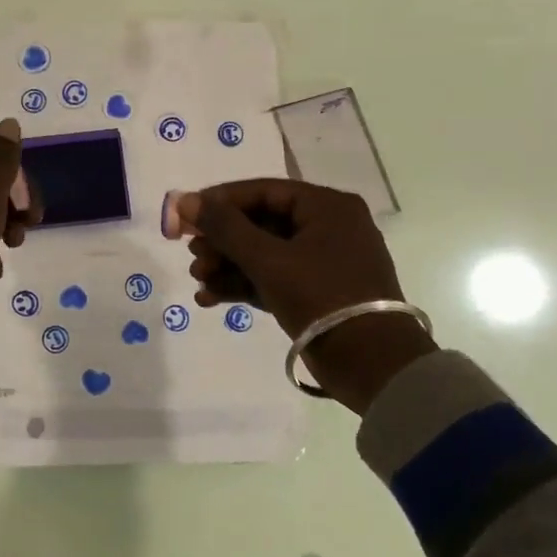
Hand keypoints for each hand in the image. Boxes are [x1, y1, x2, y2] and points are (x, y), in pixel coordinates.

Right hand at [178, 179, 433, 412]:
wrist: (373, 366)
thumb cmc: (323, 297)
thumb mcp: (269, 260)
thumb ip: (225, 227)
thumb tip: (184, 200)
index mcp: (327, 207)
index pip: (263, 191)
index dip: (220, 201)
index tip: (185, 214)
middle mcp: (328, 227)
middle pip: (261, 223)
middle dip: (222, 240)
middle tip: (191, 254)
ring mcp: (323, 262)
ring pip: (264, 253)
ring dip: (228, 265)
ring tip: (197, 278)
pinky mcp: (317, 293)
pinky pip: (273, 278)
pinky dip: (244, 285)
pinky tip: (210, 297)